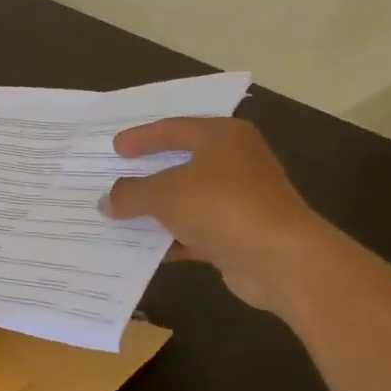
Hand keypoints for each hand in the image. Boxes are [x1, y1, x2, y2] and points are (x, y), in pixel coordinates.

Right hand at [97, 117, 333, 314]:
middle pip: (180, 162)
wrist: (283, 261)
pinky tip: (143, 246)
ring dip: (157, 209)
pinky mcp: (242, 233)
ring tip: (119, 212)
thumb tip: (107, 201)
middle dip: (146, 173)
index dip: (140, 138)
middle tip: (114, 174)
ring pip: (188, 198)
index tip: (114, 148)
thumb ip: (130, 194)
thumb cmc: (222, 207)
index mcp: (222, 137)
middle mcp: (235, 161)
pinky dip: (172, 236)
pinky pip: (196, 229)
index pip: (172, 129)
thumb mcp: (164, 194)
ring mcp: (241, 199)